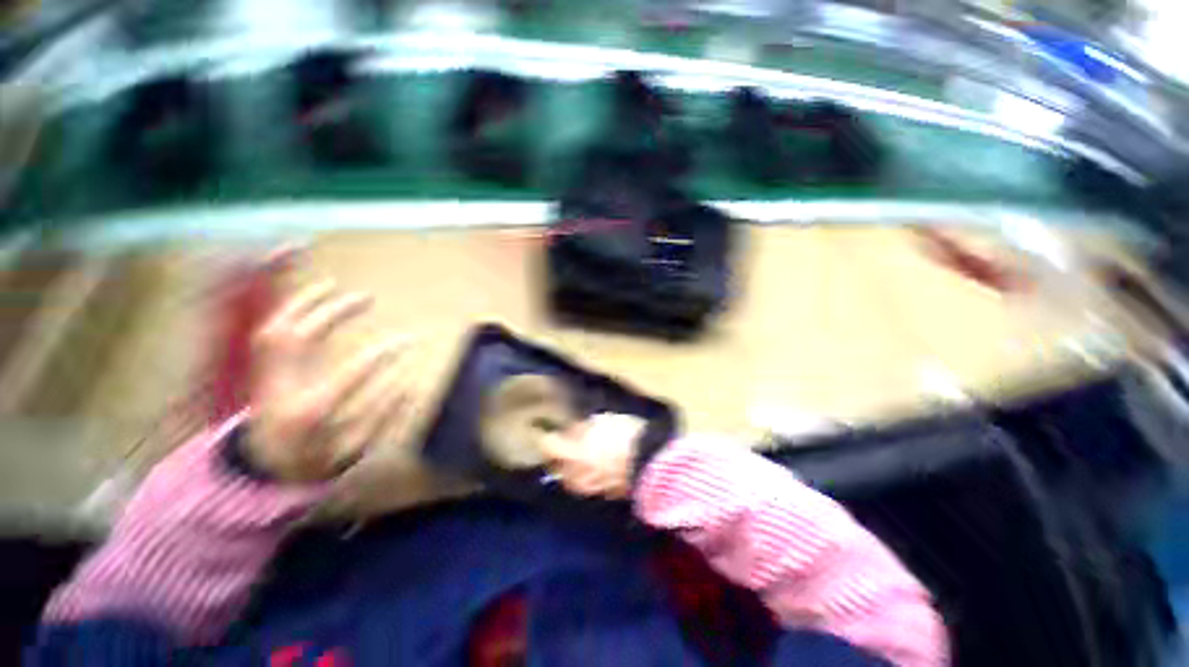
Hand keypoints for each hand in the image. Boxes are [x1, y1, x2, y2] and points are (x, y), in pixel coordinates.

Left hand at [247, 262, 407, 482]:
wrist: (263, 470)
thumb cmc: (314, 461)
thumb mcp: (355, 450)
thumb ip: (382, 419)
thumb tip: (407, 386)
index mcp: (311, 413)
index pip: (351, 373)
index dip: (383, 353)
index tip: (409, 340)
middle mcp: (282, 390)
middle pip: (300, 338)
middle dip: (334, 312)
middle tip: (367, 297)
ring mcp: (265, 378)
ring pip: (276, 329)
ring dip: (303, 303)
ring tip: (332, 285)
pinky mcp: (261, 371)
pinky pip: (268, 334)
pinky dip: (286, 311)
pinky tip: (308, 301)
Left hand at [542, 413, 645, 498]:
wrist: (654, 462)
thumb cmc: (627, 435)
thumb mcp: (602, 422)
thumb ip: (581, 428)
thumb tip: (569, 432)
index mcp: (574, 456)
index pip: (547, 446)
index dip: (546, 435)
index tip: (548, 428)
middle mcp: (576, 476)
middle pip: (555, 465)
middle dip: (558, 453)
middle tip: (567, 440)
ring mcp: (588, 489)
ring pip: (569, 477)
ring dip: (570, 464)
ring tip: (582, 451)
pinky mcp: (601, 495)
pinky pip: (584, 483)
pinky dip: (584, 473)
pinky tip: (595, 463)